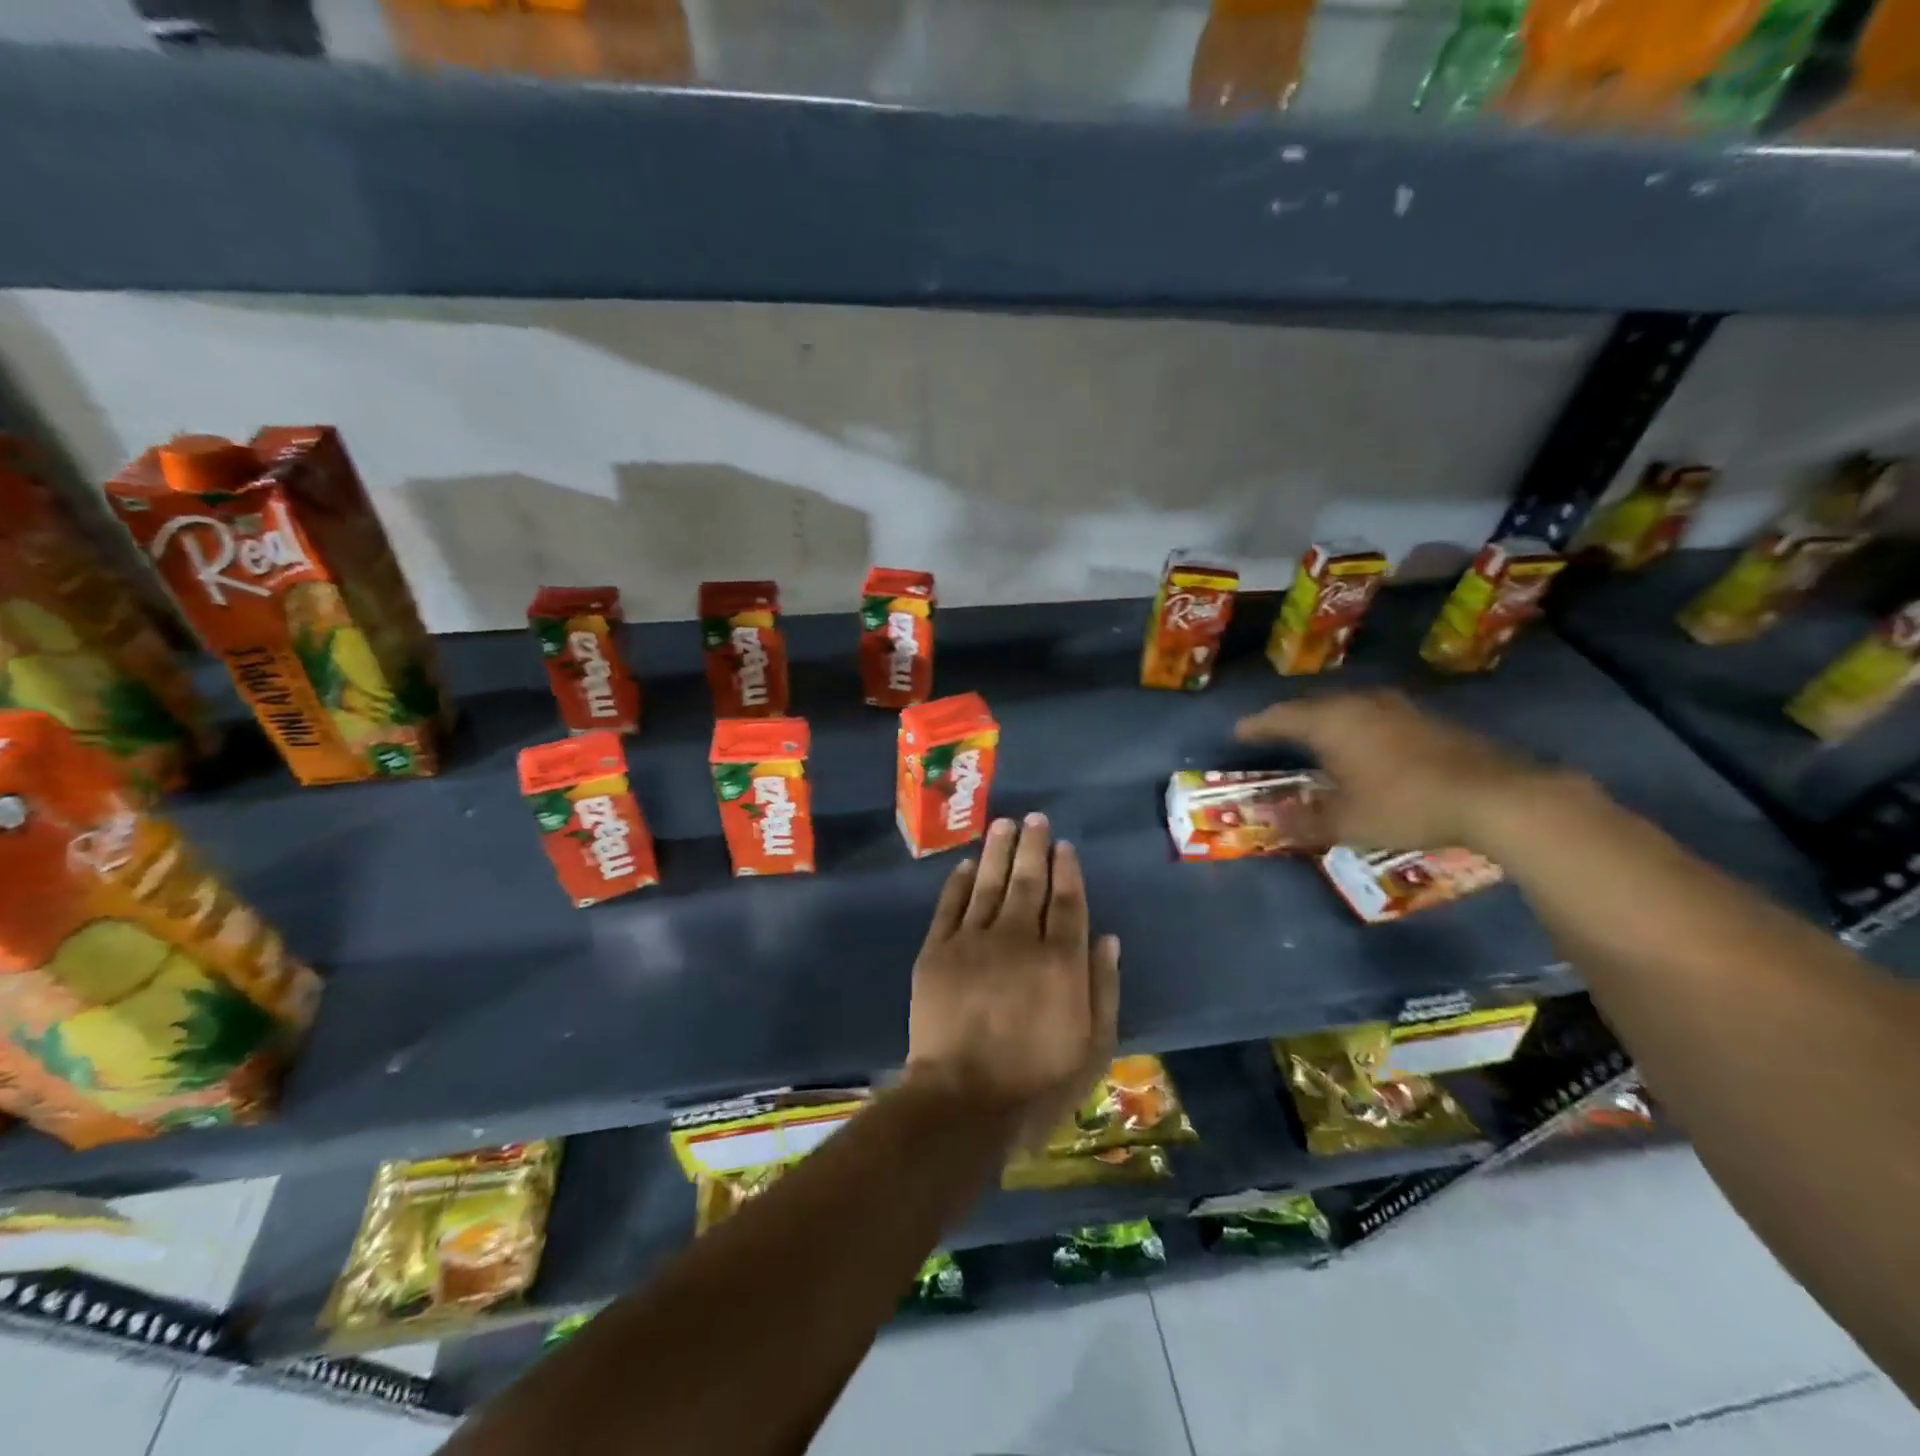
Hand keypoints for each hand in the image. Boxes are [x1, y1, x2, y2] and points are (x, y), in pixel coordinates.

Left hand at [905, 814, 1120, 1145]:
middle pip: (1027, 882)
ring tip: (1002, 824)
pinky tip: (965, 864)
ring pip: (988, 883)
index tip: (1063, 845)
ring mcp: (973, 942)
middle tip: (1033, 818)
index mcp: (1059, 960)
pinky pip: (949, 907)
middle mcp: (1017, 939)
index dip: (1066, 869)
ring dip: (996, 851)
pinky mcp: (937, 952)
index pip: (1066, 901)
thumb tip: (1107, 937)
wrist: (963, 1100)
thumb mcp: (1093, 1046)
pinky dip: (958, 883)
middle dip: (1032, 846)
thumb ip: (1103, 987)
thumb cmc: (1037, 1081)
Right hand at [1235, 690, 1553, 851]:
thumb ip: (1304, 822)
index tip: (1238, 733)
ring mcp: (1397, 708)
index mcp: (1332, 723)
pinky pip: (1374, 715)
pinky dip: (1356, 727)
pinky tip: (1363, 746)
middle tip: (1272, 733)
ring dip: (1326, 721)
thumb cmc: (1406, 805)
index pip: (1281, 717)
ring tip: (1315, 737)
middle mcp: (1360, 704)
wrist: (1497, 796)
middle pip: (1313, 706)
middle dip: (1290, 720)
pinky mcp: (1427, 719)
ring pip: (1347, 707)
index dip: (1256, 726)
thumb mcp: (1347, 823)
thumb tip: (1270, 823)